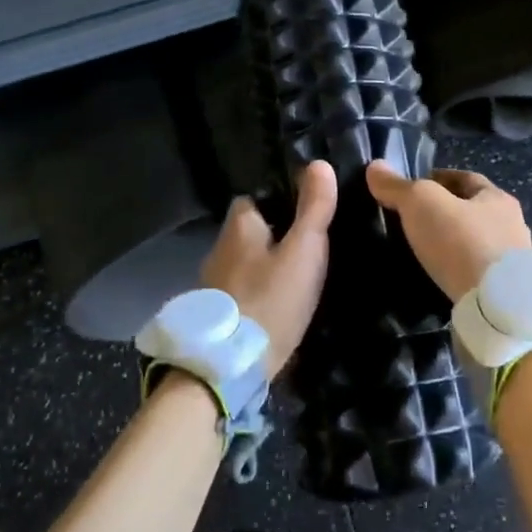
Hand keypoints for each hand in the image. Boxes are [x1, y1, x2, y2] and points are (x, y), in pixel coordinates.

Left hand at [200, 161, 336, 377]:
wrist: (228, 368)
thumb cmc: (270, 300)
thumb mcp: (304, 252)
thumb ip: (314, 209)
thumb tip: (319, 163)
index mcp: (238, 226)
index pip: (254, 200)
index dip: (279, 202)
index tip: (304, 213)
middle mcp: (218, 249)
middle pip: (249, 233)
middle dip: (272, 238)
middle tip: (306, 250)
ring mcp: (211, 285)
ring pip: (243, 264)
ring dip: (263, 268)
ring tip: (295, 280)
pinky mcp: (214, 316)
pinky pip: (239, 293)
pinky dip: (255, 295)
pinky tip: (275, 309)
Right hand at [367, 163, 531, 301]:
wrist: (497, 307)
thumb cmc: (462, 242)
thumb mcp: (422, 204)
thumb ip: (398, 186)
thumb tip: (375, 167)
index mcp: (498, 199)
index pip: (466, 179)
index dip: (439, 179)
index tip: (413, 189)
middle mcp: (512, 227)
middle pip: (473, 212)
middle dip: (446, 215)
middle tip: (413, 222)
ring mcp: (513, 265)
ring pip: (476, 246)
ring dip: (453, 247)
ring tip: (422, 254)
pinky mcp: (505, 296)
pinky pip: (476, 276)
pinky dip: (458, 274)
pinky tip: (439, 281)